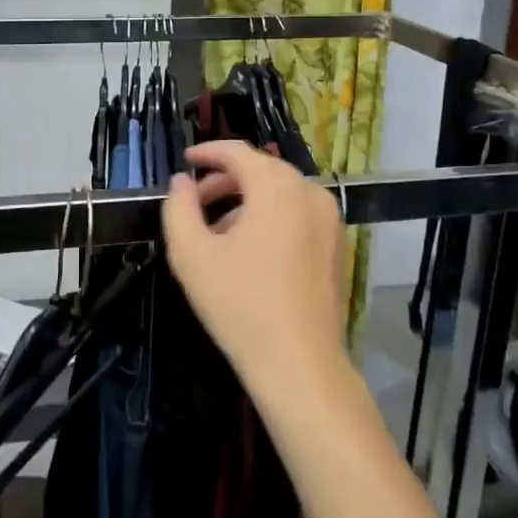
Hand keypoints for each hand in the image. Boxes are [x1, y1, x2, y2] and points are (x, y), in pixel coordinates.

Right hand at [161, 141, 348, 399]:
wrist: (300, 366)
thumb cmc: (241, 305)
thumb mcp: (191, 255)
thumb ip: (178, 207)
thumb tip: (182, 181)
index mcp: (276, 186)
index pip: (237, 152)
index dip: (207, 152)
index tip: (185, 160)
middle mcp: (309, 192)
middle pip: (262, 170)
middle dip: (225, 179)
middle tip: (195, 200)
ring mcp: (330, 219)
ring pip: (281, 193)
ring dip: (247, 200)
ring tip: (218, 230)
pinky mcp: (338, 245)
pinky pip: (299, 214)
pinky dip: (272, 217)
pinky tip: (251, 251)